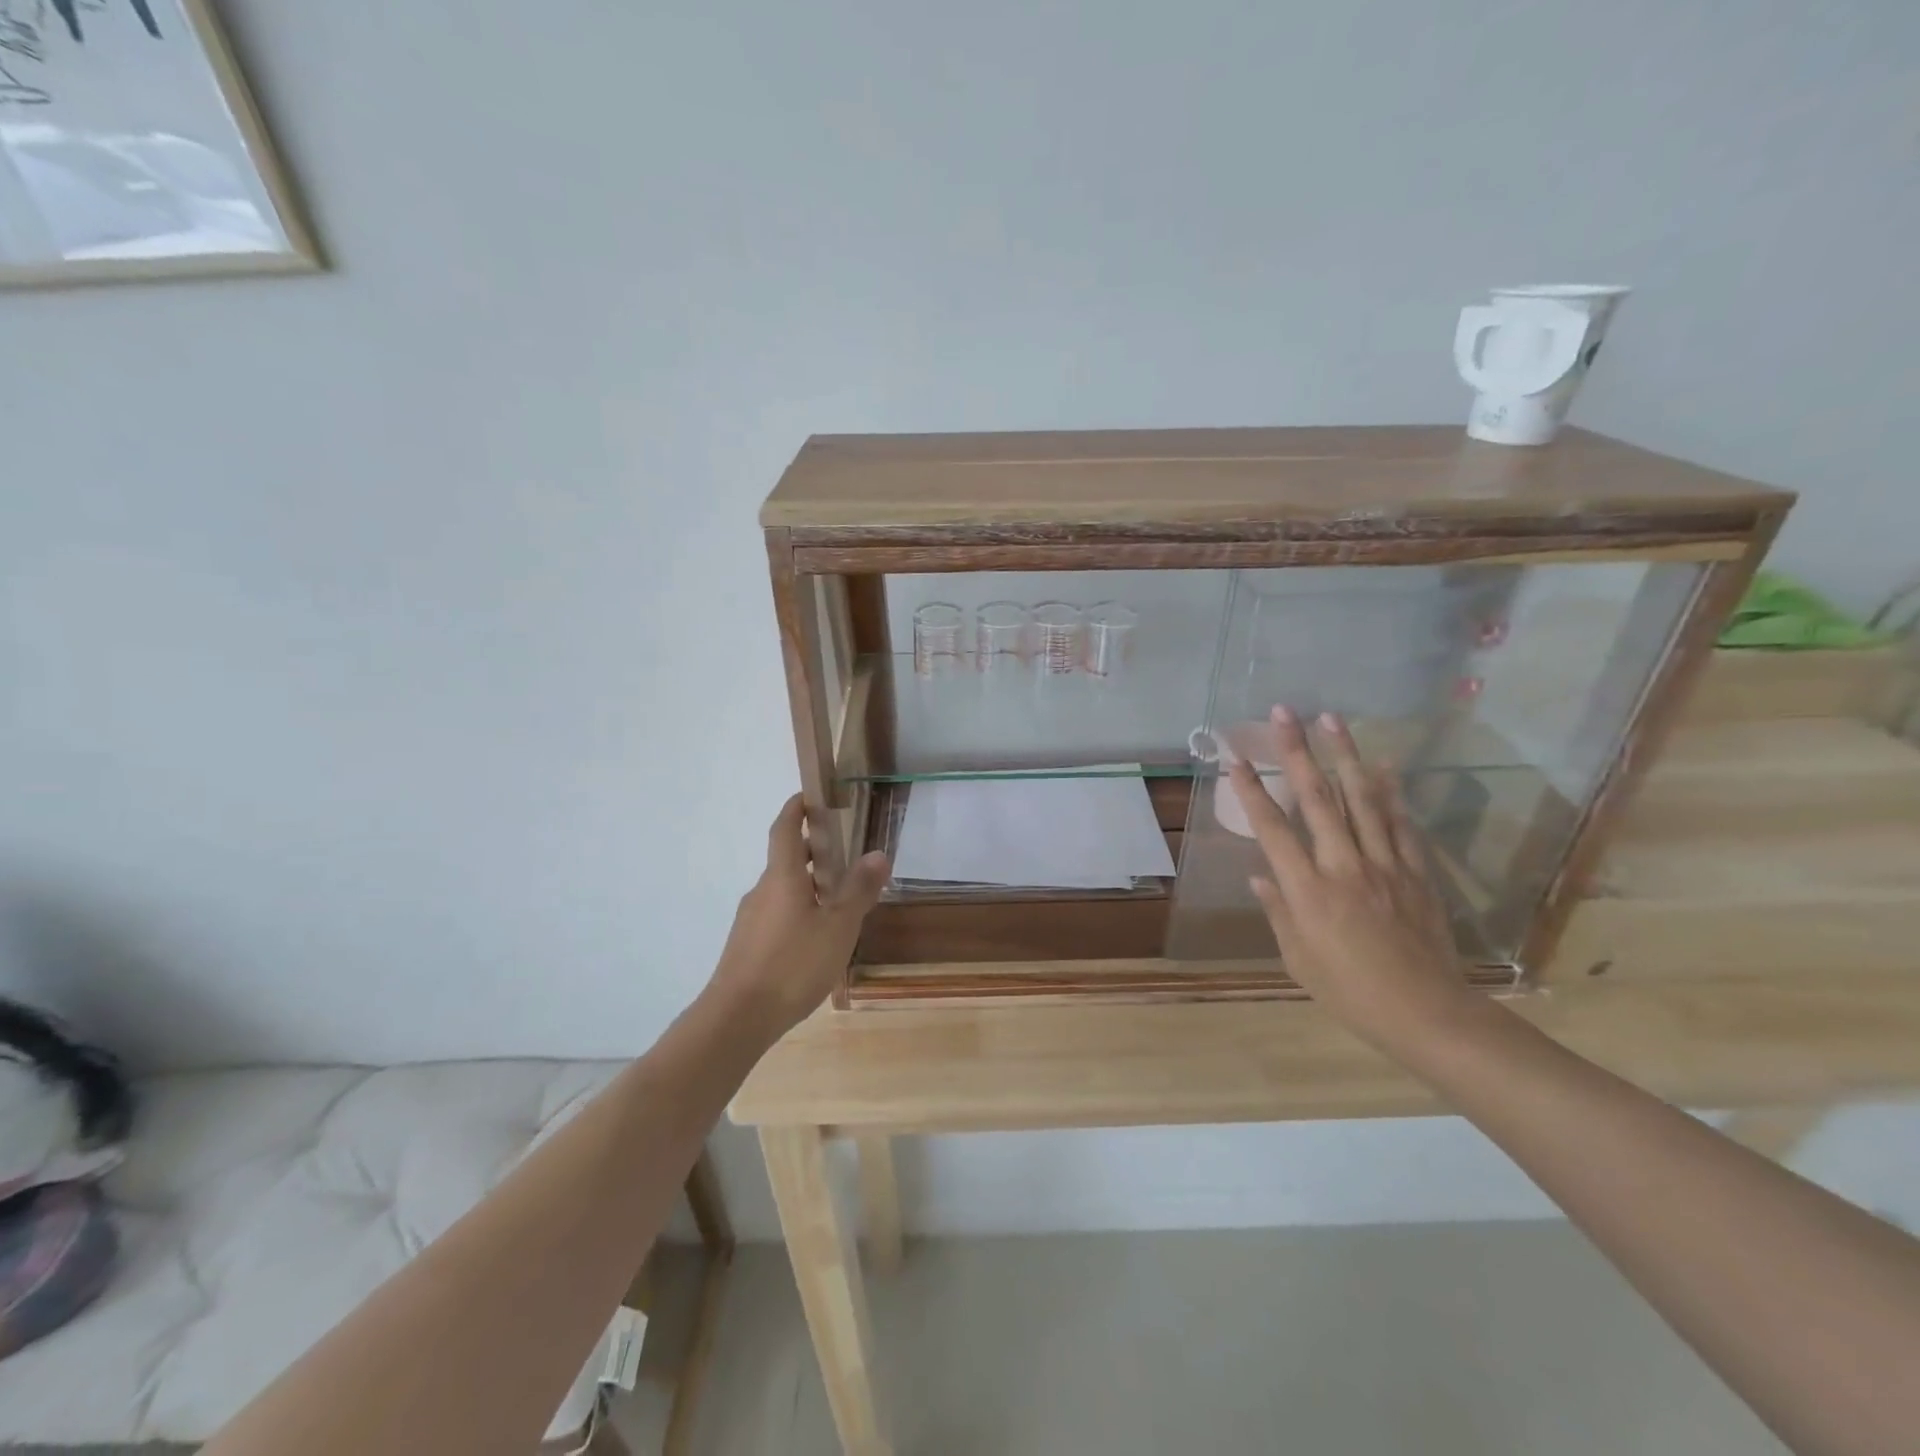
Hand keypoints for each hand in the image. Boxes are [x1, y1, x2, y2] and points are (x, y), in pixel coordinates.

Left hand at [707, 795, 889, 1036]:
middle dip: (814, 852)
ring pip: (783, 890)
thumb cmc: (792, 964)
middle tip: (845, 856)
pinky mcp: (746, 945)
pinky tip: (815, 939)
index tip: (810, 795)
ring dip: (808, 885)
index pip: (785, 829)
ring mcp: (751, 919)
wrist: (737, 1018)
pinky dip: (798, 911)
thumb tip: (878, 854)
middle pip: (787, 860)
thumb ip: (858, 890)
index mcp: (782, 877)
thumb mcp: (838, 927)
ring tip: (839, 902)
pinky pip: (776, 915)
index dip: (796, 808)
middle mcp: (762, 890)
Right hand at [1227, 707, 1482, 1057]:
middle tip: (1284, 712)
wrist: (1427, 1013)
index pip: (1272, 828)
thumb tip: (1261, 876)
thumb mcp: (1298, 958)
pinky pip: (1401, 822)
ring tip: (1331, 718)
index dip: (1251, 790)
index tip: (1236, 758)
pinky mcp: (1415, 871)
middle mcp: (1343, 865)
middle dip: (1296, 750)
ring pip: (1361, 798)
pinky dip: (1391, 791)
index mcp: (1307, 889)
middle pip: (1316, 797)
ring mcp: (1384, 864)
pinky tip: (1384, 764)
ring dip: (1344, 754)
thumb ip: (1278, 910)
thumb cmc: (1350, 991)